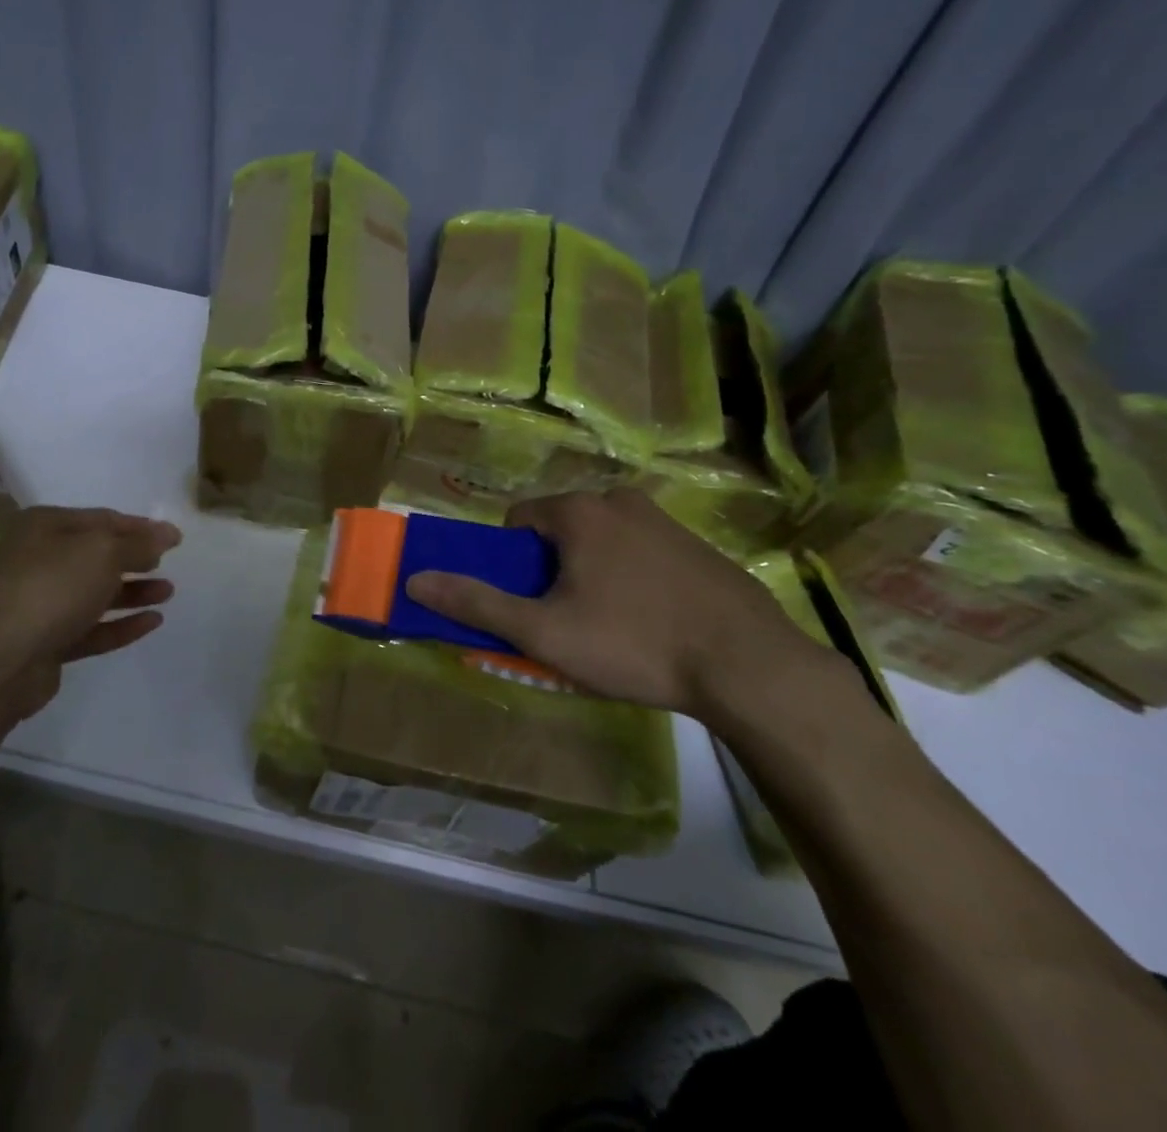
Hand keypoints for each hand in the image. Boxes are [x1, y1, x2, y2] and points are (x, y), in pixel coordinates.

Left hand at [0, 506, 179, 726]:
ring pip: (94, 594)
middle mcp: (39, 560)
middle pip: (96, 556)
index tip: (175, 538)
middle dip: (135, 560)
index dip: (140, 527)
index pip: (102, 519)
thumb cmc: (51, 587)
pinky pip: (91, 629)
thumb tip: (167, 534)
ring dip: (132, 592)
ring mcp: (40, 604)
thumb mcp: (103, 553)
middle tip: (168, 564)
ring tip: (168, 592)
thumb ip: (139, 544)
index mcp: (45, 527)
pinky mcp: (46, 643)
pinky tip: (153, 622)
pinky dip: (120, 624)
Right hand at [403, 489, 808, 715]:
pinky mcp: (698, 546)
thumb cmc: (633, 643)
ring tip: (611, 628)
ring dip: (591, 574)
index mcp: (578, 511)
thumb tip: (415, 580)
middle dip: (552, 571)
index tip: (529, 603)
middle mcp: (619, 500)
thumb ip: (477, 604)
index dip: (511, 564)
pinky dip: (632, 578)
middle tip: (567, 621)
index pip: (516, 521)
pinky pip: (642, 553)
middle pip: (559, 530)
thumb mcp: (544, 632)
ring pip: (601, 542)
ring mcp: (665, 520)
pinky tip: (653, 623)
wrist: (751, 666)